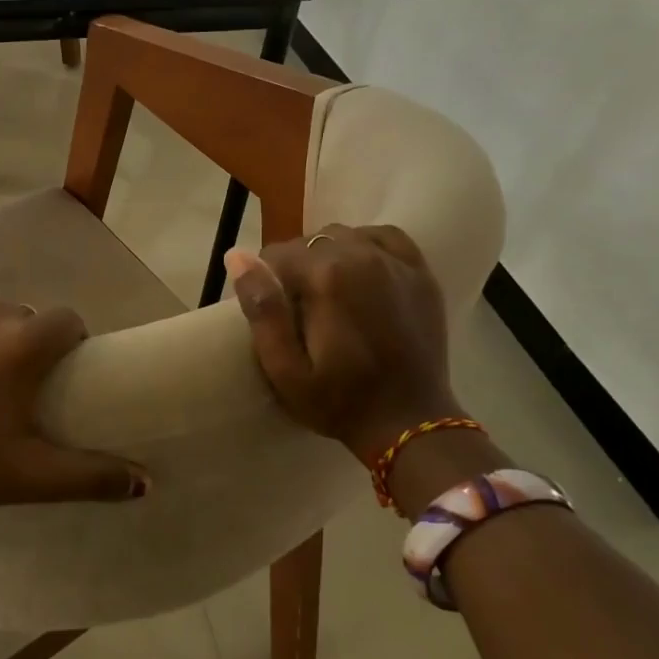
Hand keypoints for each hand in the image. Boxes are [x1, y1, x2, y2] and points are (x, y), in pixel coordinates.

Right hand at [225, 225, 462, 464]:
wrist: (409, 422)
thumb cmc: (339, 401)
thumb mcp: (285, 369)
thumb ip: (262, 310)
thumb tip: (237, 256)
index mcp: (327, 277)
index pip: (277, 254)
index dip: (265, 279)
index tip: (270, 311)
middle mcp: (362, 255)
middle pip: (310, 241)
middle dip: (295, 268)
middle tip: (296, 308)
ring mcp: (396, 262)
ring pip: (344, 235)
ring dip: (327, 256)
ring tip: (325, 293)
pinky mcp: (420, 274)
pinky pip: (384, 236)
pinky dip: (365, 245)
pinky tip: (359, 270)